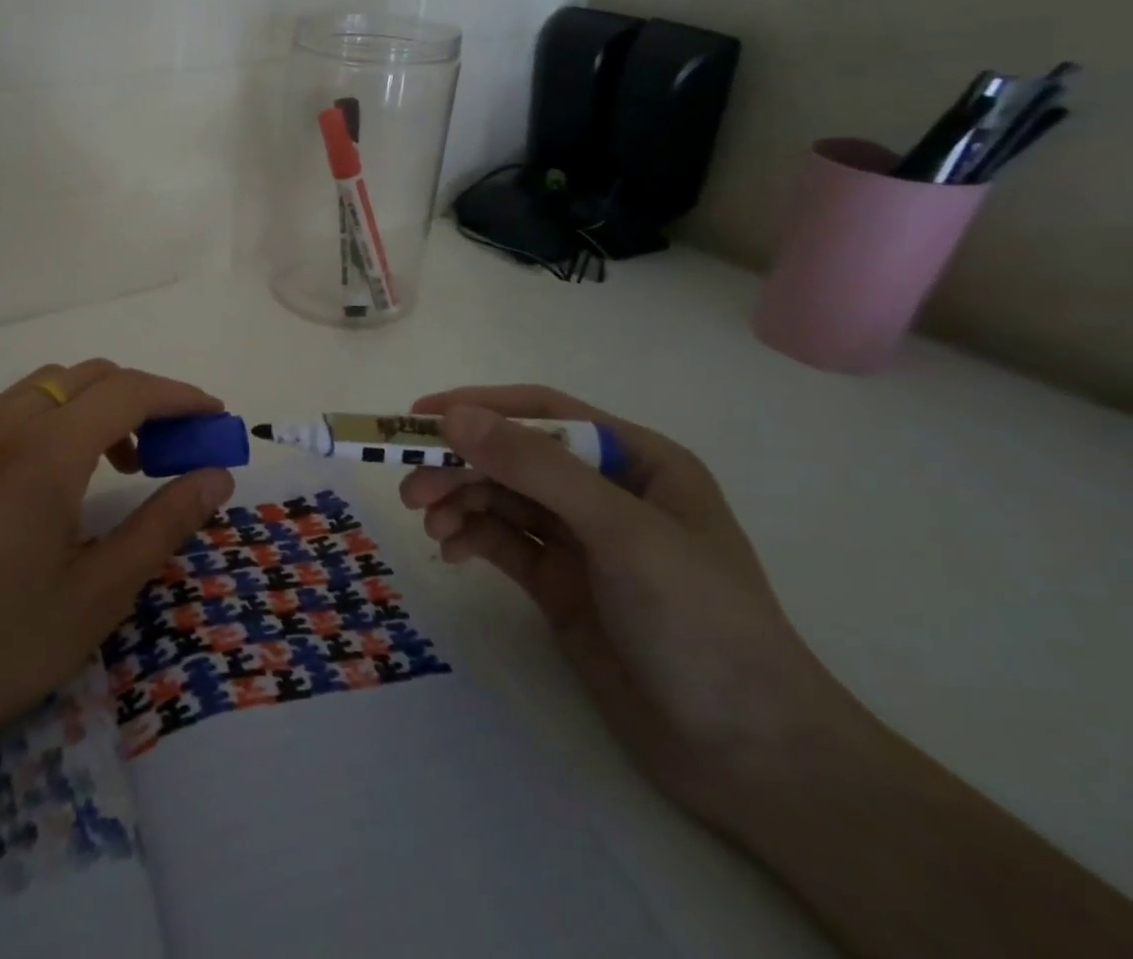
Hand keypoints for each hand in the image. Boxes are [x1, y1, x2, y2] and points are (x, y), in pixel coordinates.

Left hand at [0, 359, 233, 773]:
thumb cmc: (1, 646)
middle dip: (140, 397)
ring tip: (110, 461)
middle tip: (167, 447)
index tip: (213, 416)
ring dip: (91, 403)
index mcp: (45, 454)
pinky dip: (45, 414)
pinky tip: (46, 467)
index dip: (179, 396)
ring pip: (43, 384)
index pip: (129, 392)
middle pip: (88, 376)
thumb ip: (164, 523)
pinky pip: (3, 407)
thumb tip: (216, 475)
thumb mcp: (99, 594)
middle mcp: (1, 426)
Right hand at [400, 384, 860, 826]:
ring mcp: (582, 541)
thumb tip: (455, 416)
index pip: (544, 413)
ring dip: (459, 501)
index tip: (419, 417)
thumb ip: (536, 468)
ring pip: (502, 499)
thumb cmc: (700, 622)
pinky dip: (472, 538)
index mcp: (636, 460)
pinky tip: (450, 552)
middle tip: (411, 489)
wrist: (753, 759)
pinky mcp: (562, 585)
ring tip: (428, 524)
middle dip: (461, 466)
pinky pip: (503, 542)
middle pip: (514, 458)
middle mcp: (606, 492)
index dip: (480, 407)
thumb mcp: (620, 532)